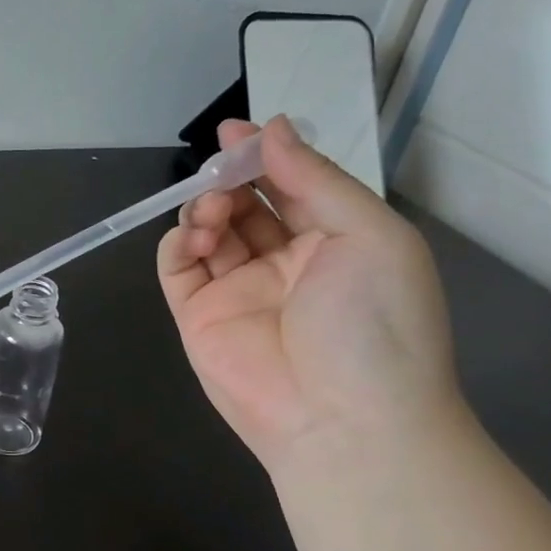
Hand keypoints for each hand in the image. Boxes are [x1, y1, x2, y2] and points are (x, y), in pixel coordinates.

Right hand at [156, 116, 462, 474]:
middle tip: (219, 170)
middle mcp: (283, 263)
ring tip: (212, 212)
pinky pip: (177, 267)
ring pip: (207, 231)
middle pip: (244, 205)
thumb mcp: (367, 235)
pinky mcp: (197, 315)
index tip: (234, 133)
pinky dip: (177, 242)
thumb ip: (313, 179)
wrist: (343, 421)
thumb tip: (272, 129)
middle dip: (228, 180)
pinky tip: (195, 236)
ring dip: (204, 208)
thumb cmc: (374, 322)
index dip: (263, 157)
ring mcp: (236, 290)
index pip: (290, 187)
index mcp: (334, 243)